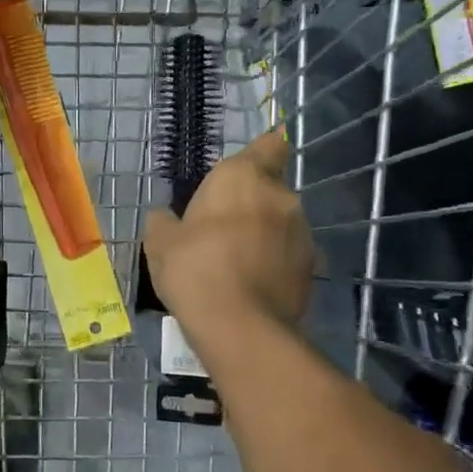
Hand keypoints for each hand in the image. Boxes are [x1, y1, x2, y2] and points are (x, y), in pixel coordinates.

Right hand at [143, 128, 312, 338]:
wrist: (240, 327)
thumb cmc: (194, 268)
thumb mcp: (159, 242)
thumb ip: (164, 221)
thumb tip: (166, 217)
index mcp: (242, 176)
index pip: (269, 145)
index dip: (260, 153)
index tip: (243, 172)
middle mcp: (280, 196)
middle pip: (270, 188)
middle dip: (252, 203)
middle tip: (222, 228)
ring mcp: (302, 232)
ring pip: (282, 222)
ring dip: (265, 233)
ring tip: (237, 262)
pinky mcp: (312, 267)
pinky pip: (289, 254)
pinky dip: (275, 261)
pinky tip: (252, 284)